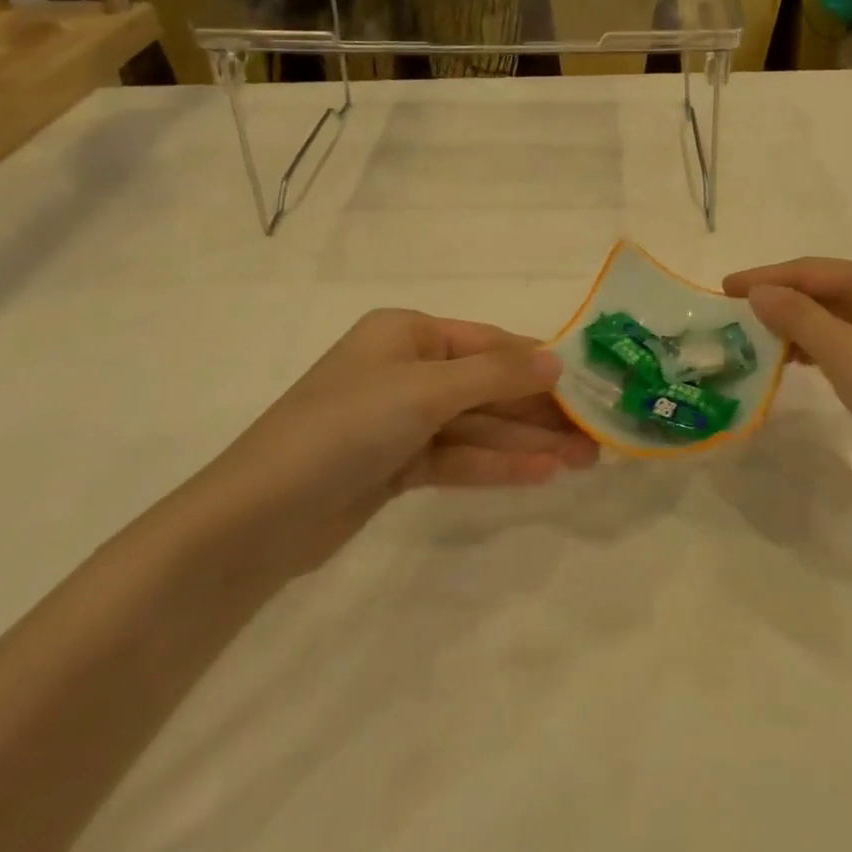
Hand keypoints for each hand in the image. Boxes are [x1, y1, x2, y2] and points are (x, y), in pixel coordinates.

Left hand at [185, 310, 597, 580]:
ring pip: (476, 425)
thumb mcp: (425, 390)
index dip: (539, 363)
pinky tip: (541, 476)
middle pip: (487, 386)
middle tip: (595, 433)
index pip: (489, 343)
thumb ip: (496, 375)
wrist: (256, 519)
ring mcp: (400, 420)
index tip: (588, 384)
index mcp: (407, 333)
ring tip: (584, 460)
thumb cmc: (345, 427)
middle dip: (539, 409)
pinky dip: (495, 465)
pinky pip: (457, 457)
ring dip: (526, 441)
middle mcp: (406, 368)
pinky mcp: (394, 465)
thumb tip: (559, 359)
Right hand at [724, 259, 851, 506]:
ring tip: (755, 337)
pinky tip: (796, 359)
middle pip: (824, 288)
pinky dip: (819, 345)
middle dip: (779, 299)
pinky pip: (850, 338)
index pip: (811, 271)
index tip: (723, 288)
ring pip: (836, 315)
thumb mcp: (850, 358)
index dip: (765, 278)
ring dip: (796, 323)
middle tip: (733, 314)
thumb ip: (801, 319)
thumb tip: (759, 292)